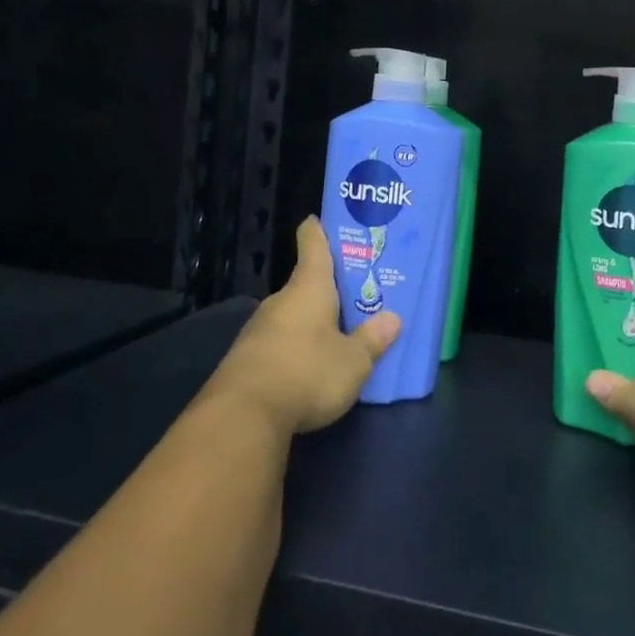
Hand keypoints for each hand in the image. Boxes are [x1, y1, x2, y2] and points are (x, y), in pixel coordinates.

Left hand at [209, 217, 400, 435]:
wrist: (242, 416)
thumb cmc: (307, 373)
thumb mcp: (353, 361)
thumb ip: (372, 340)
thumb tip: (392, 319)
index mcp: (309, 287)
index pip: (312, 244)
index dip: (318, 230)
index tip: (319, 219)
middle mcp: (280, 301)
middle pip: (305, 284)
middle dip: (327, 290)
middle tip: (353, 295)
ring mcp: (258, 330)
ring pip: (291, 316)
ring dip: (310, 322)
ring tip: (336, 334)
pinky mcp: (246, 360)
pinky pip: (278, 344)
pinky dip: (294, 349)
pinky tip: (308, 368)